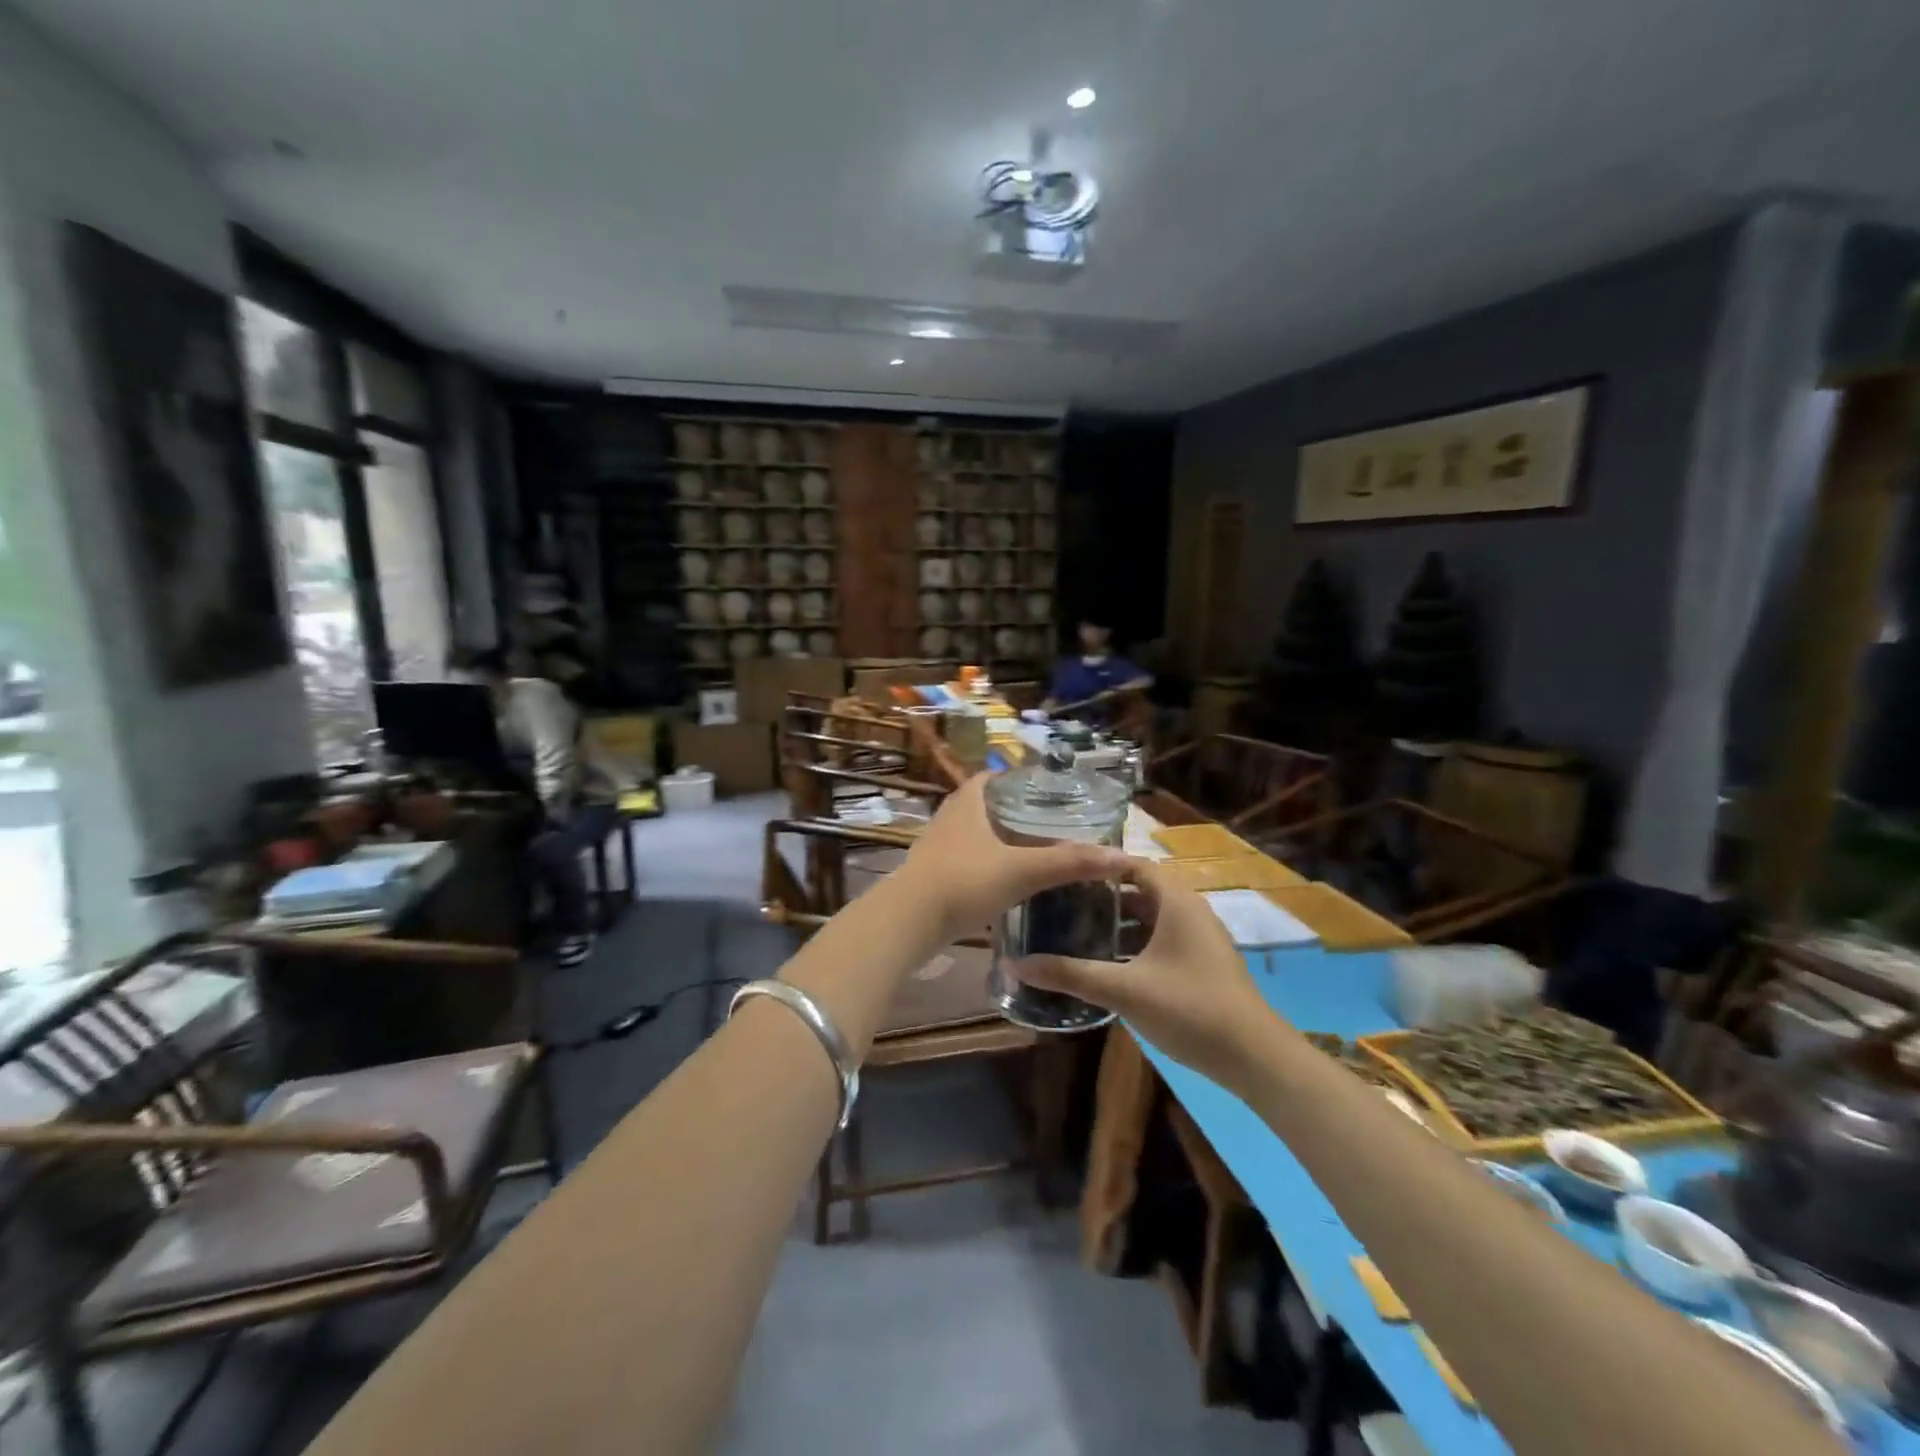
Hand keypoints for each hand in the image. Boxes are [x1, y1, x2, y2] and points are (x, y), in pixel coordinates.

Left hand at [892, 774, 1129, 945]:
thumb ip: (1070, 863)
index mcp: (966, 804)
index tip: (1041, 791)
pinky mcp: (930, 877)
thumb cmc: (964, 883)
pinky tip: (1002, 883)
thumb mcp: (1022, 870)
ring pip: (970, 835)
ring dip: (994, 840)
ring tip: (1028, 852)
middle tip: (1043, 824)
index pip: (988, 778)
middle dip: (1008, 812)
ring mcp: (935, 849)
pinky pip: (962, 861)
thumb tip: (1121, 857)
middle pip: (980, 805)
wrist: (908, 923)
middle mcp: (947, 820)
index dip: (1012, 780)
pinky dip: (982, 865)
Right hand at [1016, 858, 1280, 1089]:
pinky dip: (1135, 943)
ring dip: (1117, 922)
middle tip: (1059, 903)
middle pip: (1139, 889)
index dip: (1098, 865)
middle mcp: (1189, 910)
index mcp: (1176, 901)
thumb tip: (1017, 964)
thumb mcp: (1124, 989)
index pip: (1132, 863)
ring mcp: (1199, 937)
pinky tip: (1107, 964)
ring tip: (1074, 930)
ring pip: (1150, 917)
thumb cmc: (1189, 1008)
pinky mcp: (1202, 962)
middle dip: (1101, 896)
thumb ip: (1070, 974)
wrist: (1254, 1057)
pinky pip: (1162, 938)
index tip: (1061, 872)